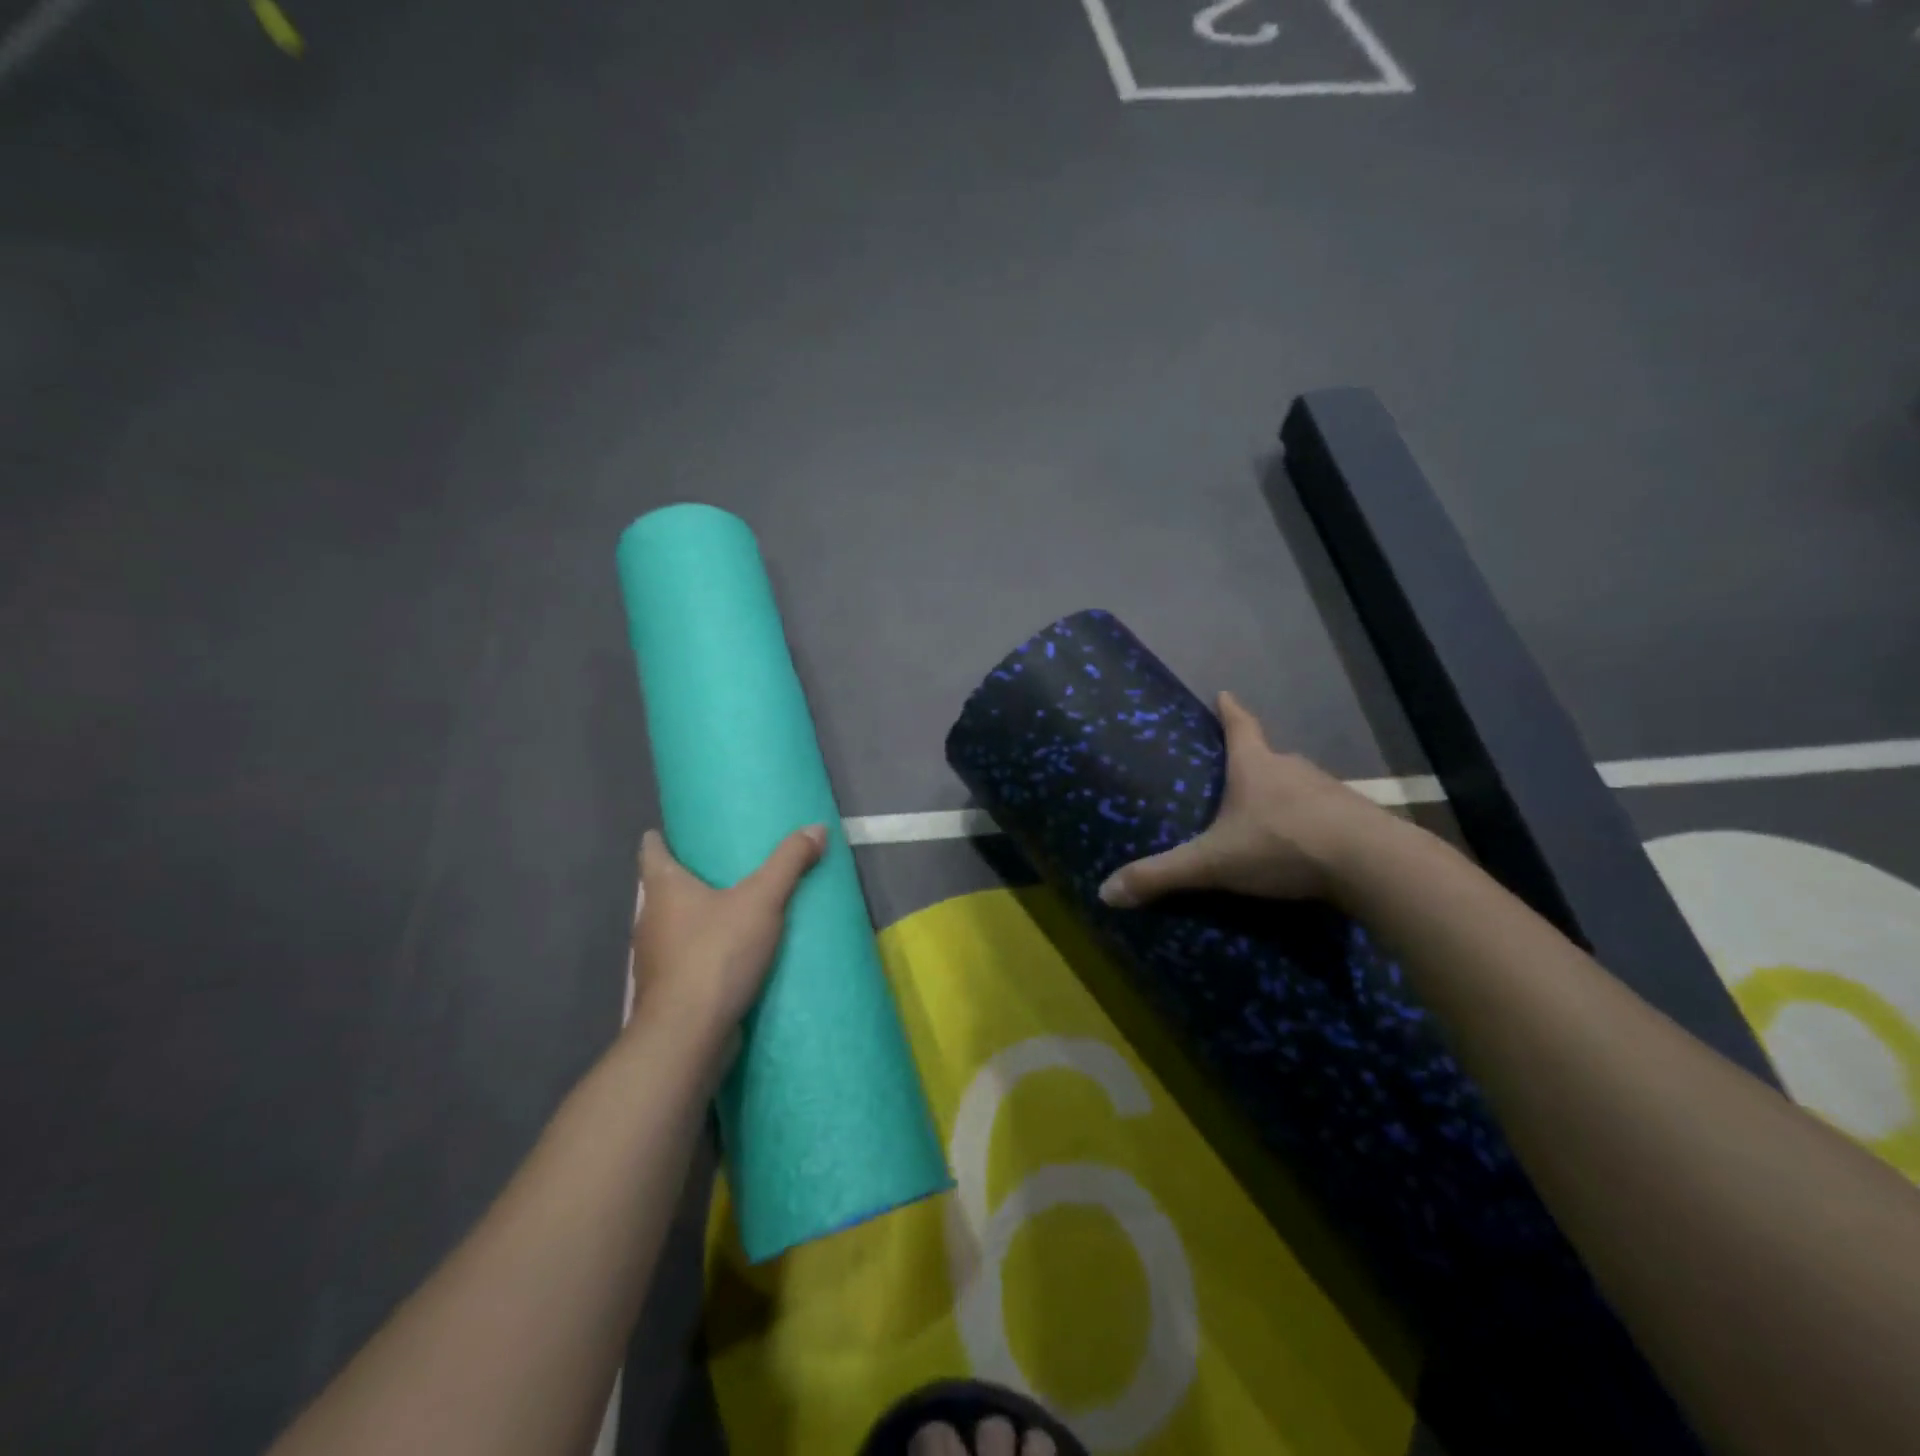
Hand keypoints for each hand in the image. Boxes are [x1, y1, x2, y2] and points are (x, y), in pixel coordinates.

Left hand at [629, 824, 827, 1056]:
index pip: (650, 851)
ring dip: (696, 918)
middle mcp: (649, 920)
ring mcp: (654, 959)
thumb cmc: (716, 954)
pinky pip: (684, 960)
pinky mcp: (667, 991)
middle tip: (722, 867)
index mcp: (663, 889)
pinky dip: (702, 952)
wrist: (688, 1035)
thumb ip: (789, 863)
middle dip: (687, 878)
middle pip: (662, 889)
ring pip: (673, 927)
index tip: (676, 831)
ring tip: (732, 910)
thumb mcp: (762, 900)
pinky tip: (730, 956)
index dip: (661, 838)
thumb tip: (817, 827)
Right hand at [1097, 690, 1392, 907]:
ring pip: (1300, 785)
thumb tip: (1106, 892)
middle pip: (1271, 757)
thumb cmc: (1281, 846)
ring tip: (1271, 815)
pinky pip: (1327, 813)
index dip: (1230, 711)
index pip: (1240, 727)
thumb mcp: (1213, 863)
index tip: (1225, 693)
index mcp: (1256, 767)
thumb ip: (1162, 875)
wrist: (1369, 864)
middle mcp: (1293, 769)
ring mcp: (1330, 791)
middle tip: (1238, 773)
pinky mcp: (1357, 818)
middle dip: (1255, 761)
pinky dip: (1314, 823)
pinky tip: (1308, 845)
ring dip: (1286, 794)